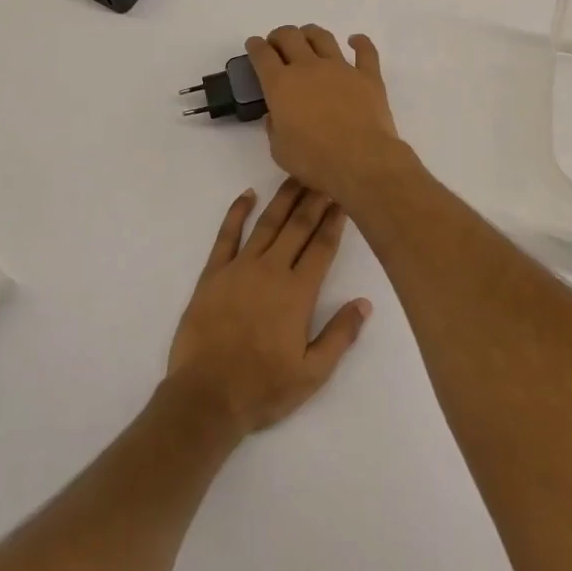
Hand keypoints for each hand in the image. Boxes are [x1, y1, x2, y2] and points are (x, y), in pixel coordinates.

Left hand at [166, 179, 371, 434]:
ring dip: (283, 198)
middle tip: (326, 174)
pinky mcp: (213, 273)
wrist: (206, 397)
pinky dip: (237, 212)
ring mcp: (239, 268)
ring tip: (297, 174)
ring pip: (267, 223)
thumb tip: (365, 302)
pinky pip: (226, 235)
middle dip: (315, 199)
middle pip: (297, 227)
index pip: (322, 247)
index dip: (335, 220)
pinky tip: (248, 195)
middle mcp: (271, 270)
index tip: (344, 197)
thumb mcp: (312, 373)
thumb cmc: (263, 388)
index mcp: (298, 293)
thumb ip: (340, 335)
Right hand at [246, 26, 411, 207]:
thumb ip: (274, 128)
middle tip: (277, 43)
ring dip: (311, 33)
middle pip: (290, 37)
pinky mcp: (368, 76)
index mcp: (281, 84)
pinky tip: (355, 40)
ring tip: (307, 37)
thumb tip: (276, 117)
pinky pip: (365, 51)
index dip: (255, 46)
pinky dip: (360, 42)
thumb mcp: (279, 150)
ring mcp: (340, 68)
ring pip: (323, 37)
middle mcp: (308, 68)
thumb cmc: (313, 160)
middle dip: (279, 35)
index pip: (262, 55)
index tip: (254, 45)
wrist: (360, 160)